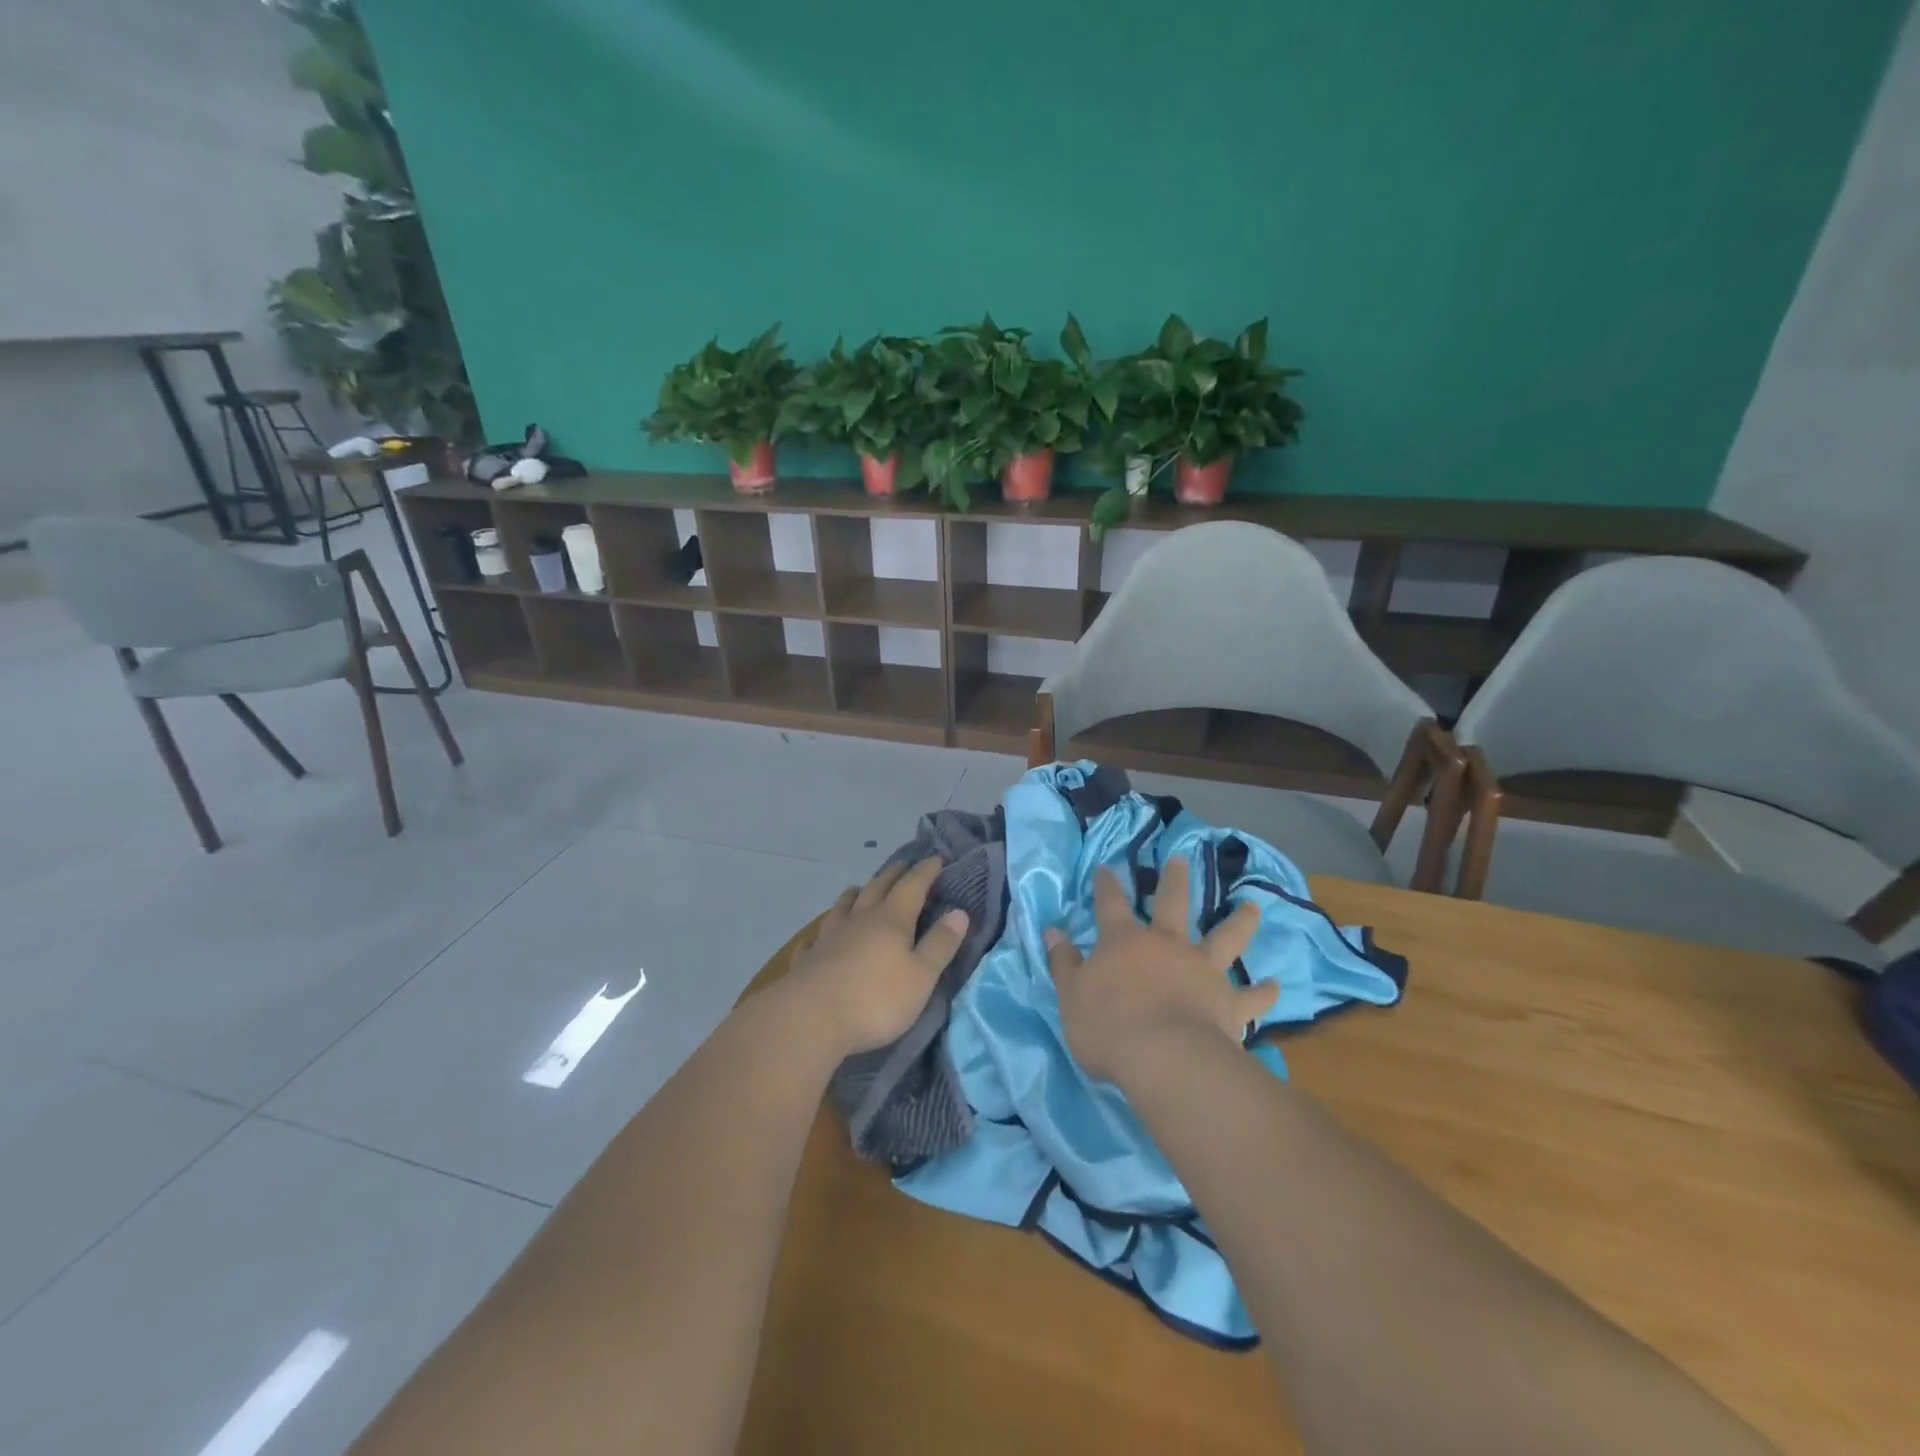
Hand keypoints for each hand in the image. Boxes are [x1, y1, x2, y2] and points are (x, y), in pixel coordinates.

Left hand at [786, 858, 969, 1056]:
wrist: (811, 1018)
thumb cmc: (876, 998)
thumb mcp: (921, 976)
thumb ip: (940, 944)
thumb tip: (959, 912)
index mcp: (892, 919)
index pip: (913, 885)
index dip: (926, 871)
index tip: (938, 858)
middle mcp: (860, 919)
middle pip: (878, 887)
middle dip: (894, 874)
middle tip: (904, 865)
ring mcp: (830, 936)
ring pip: (845, 906)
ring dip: (856, 894)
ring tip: (860, 888)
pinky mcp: (809, 958)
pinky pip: (817, 938)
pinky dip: (822, 931)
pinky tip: (818, 936)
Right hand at [1045, 856, 1277, 1083]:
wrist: (1166, 1058)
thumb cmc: (1108, 1026)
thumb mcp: (1071, 995)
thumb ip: (1063, 962)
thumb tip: (1052, 930)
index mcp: (1125, 941)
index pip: (1111, 903)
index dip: (1107, 884)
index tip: (1107, 868)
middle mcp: (1167, 945)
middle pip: (1173, 903)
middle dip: (1175, 880)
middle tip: (1181, 858)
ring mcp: (1203, 970)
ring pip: (1225, 937)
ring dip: (1239, 921)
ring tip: (1252, 905)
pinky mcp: (1229, 1003)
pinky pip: (1251, 996)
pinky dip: (1263, 992)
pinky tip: (1276, 986)